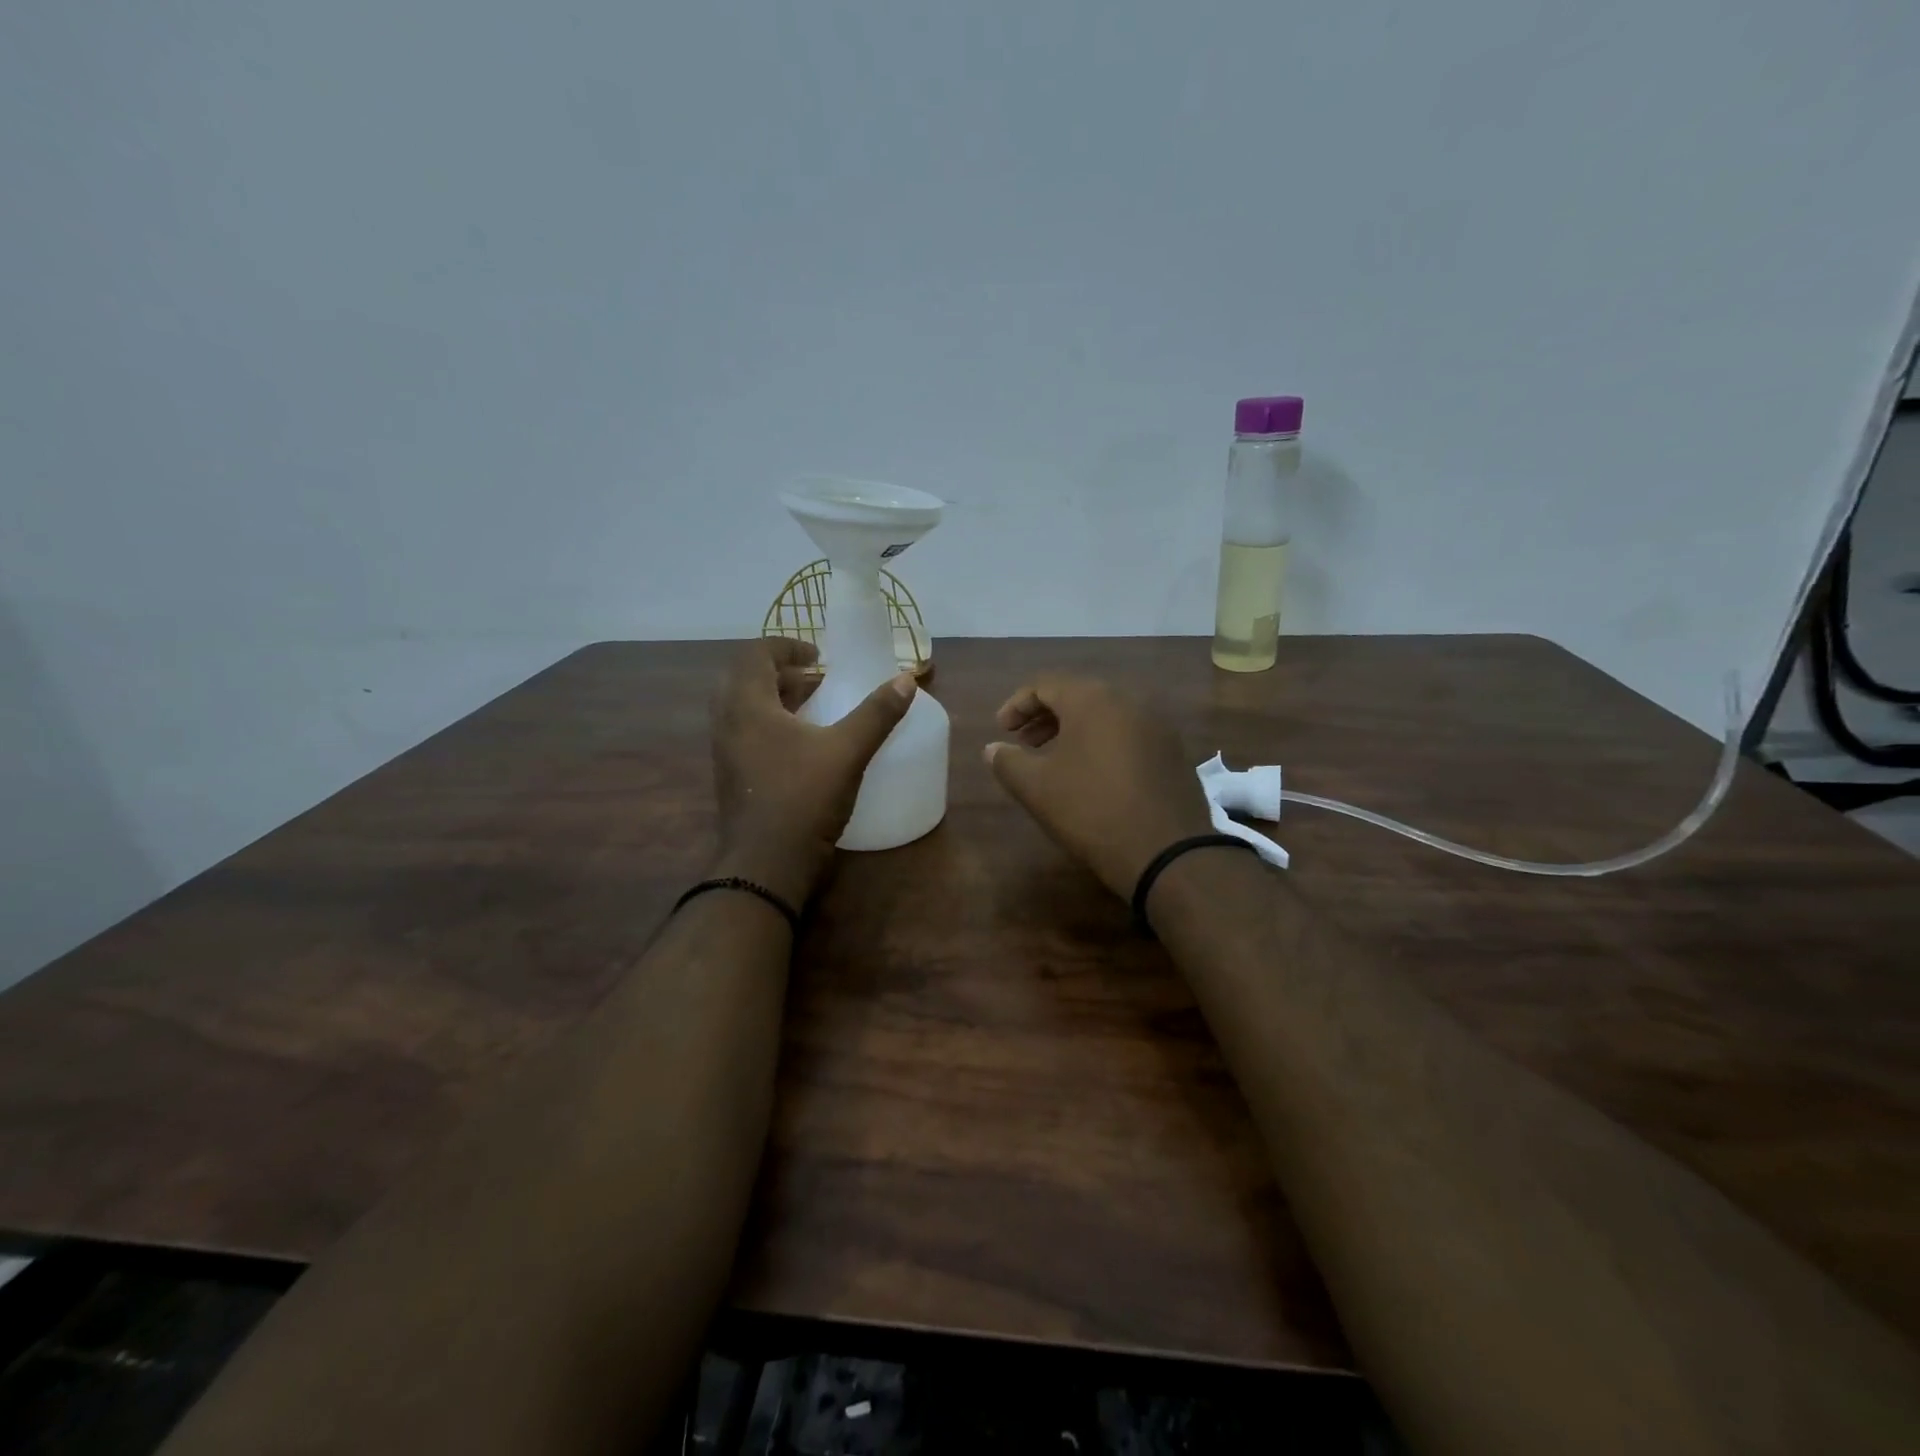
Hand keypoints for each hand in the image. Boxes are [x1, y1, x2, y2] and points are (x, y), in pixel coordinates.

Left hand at [710, 638, 916, 906]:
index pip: (755, 654)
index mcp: (747, 705)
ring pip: (745, 708)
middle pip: (746, 678)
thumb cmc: (803, 799)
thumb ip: (877, 713)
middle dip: (782, 672)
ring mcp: (725, 753)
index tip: (819, 656)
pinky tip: (804, 745)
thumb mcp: (848, 751)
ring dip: (777, 699)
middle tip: (816, 680)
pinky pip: (747, 734)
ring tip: (814, 708)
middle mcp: (727, 723)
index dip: (787, 646)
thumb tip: (907, 680)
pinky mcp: (732, 777)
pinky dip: (772, 725)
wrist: (766, 866)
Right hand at [984, 675, 1212, 899]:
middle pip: (1078, 696)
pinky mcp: (1173, 752)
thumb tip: (993, 749)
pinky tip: (1092, 775)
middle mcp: (1129, 700)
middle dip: (1045, 717)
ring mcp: (1157, 725)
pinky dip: (1102, 744)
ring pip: (1105, 715)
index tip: (1002, 731)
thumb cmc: (1091, 810)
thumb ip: (1007, 762)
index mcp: (1093, 699)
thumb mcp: (1036, 787)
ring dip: (1073, 731)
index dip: (1017, 705)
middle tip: (1024, 743)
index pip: (1045, 685)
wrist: (1166, 851)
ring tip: (1054, 760)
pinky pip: (1128, 734)